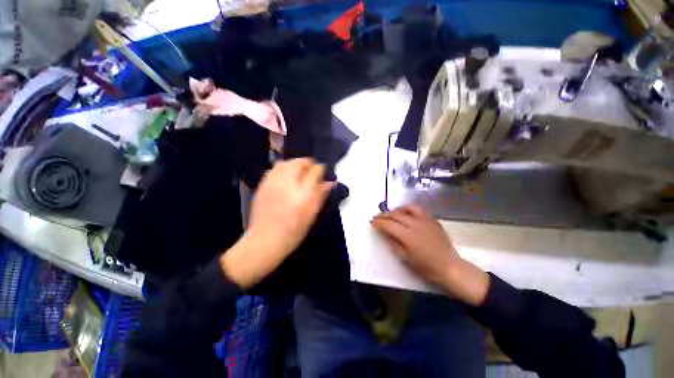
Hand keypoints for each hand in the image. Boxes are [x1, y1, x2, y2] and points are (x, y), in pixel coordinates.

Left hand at [221, 158, 333, 288]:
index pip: (316, 170)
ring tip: (298, 173)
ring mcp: (274, 181)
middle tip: (311, 173)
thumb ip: (321, 195)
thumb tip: (330, 183)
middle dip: (308, 164)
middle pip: (301, 161)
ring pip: (286, 162)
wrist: (266, 239)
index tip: (322, 174)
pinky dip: (283, 169)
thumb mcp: (312, 214)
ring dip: (295, 164)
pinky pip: (275, 169)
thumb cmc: (293, 231)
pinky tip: (285, 178)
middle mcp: (289, 182)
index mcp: (305, 192)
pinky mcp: (263, 184)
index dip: (321, 170)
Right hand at [371, 205, 489, 305]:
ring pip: (407, 208)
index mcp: (407, 235)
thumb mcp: (405, 258)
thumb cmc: (425, 266)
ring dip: (396, 209)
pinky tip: (406, 213)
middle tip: (377, 217)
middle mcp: (415, 224)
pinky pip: (418, 210)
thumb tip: (384, 232)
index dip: (378, 222)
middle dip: (384, 215)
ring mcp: (425, 220)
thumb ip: (393, 242)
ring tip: (391, 213)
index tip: (372, 222)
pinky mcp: (432, 220)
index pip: (388, 224)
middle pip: (395, 215)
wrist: (449, 266)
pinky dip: (409, 209)